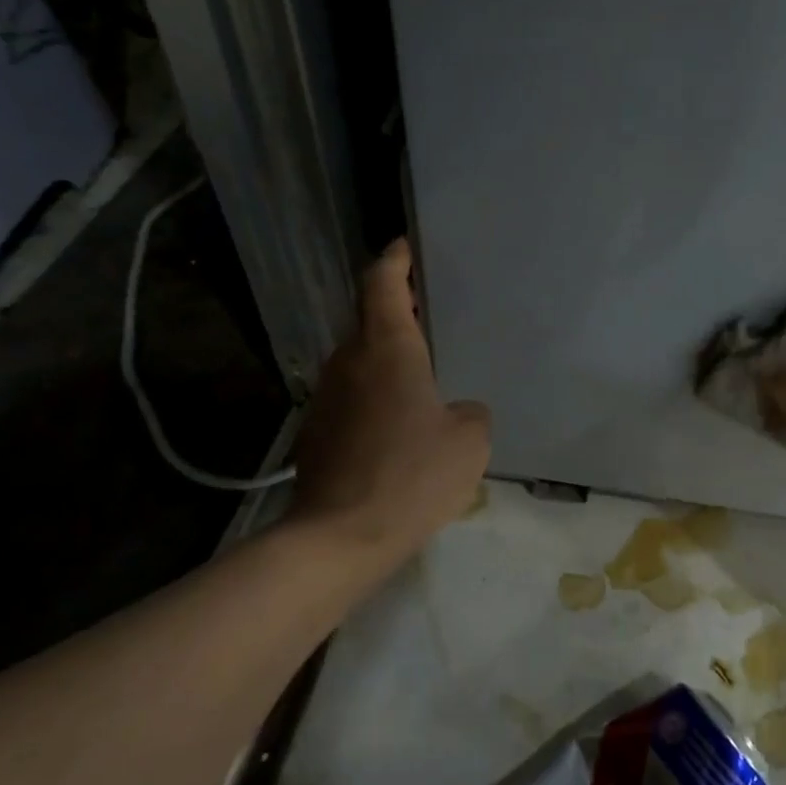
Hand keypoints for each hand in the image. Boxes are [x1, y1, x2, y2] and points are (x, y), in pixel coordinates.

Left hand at [282, 240, 490, 562]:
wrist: (340, 538)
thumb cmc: (412, 475)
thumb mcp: (469, 441)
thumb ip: (469, 413)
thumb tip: (453, 412)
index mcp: (388, 349)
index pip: (383, 284)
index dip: (394, 259)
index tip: (404, 246)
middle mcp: (349, 362)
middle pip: (369, 322)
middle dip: (395, 315)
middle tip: (428, 319)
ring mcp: (326, 398)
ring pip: (358, 363)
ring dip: (385, 361)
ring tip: (419, 380)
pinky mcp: (316, 432)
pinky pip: (351, 399)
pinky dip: (373, 399)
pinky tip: (396, 429)